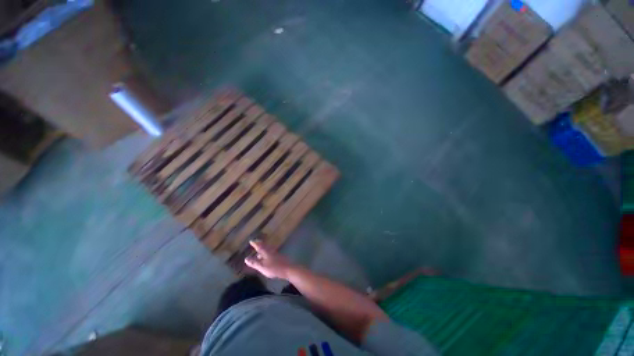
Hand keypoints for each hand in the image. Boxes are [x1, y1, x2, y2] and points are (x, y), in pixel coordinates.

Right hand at [244, 240, 294, 279]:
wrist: (288, 269)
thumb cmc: (274, 268)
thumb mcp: (262, 266)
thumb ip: (254, 263)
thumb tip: (246, 258)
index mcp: (266, 252)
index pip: (259, 246)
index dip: (255, 244)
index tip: (251, 241)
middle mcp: (271, 250)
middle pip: (264, 246)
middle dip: (259, 244)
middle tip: (255, 243)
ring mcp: (275, 253)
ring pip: (267, 249)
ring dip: (263, 249)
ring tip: (259, 251)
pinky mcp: (278, 257)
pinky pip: (270, 252)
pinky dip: (266, 253)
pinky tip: (266, 257)